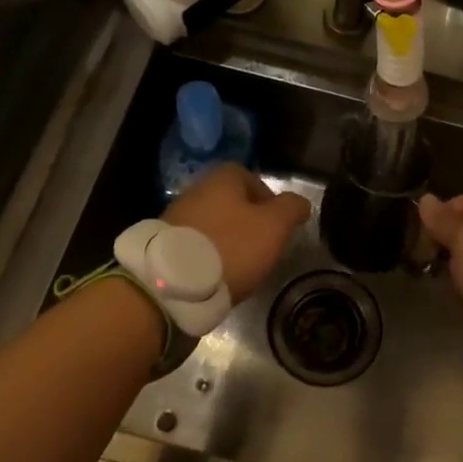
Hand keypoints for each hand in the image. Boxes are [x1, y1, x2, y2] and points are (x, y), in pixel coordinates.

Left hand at [164, 165, 310, 303]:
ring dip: (226, 241)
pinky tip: (216, 276)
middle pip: (229, 202)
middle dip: (247, 222)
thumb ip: (291, 208)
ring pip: (211, 224)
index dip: (268, 199)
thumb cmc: (231, 246)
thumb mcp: (274, 226)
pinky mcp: (163, 246)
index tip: (277, 225)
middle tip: (261, 247)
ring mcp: (175, 218)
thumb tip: (299, 203)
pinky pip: (194, 245)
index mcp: (221, 178)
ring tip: (240, 266)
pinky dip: (207, 257)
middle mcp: (195, 190)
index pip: (250, 177)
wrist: (173, 284)